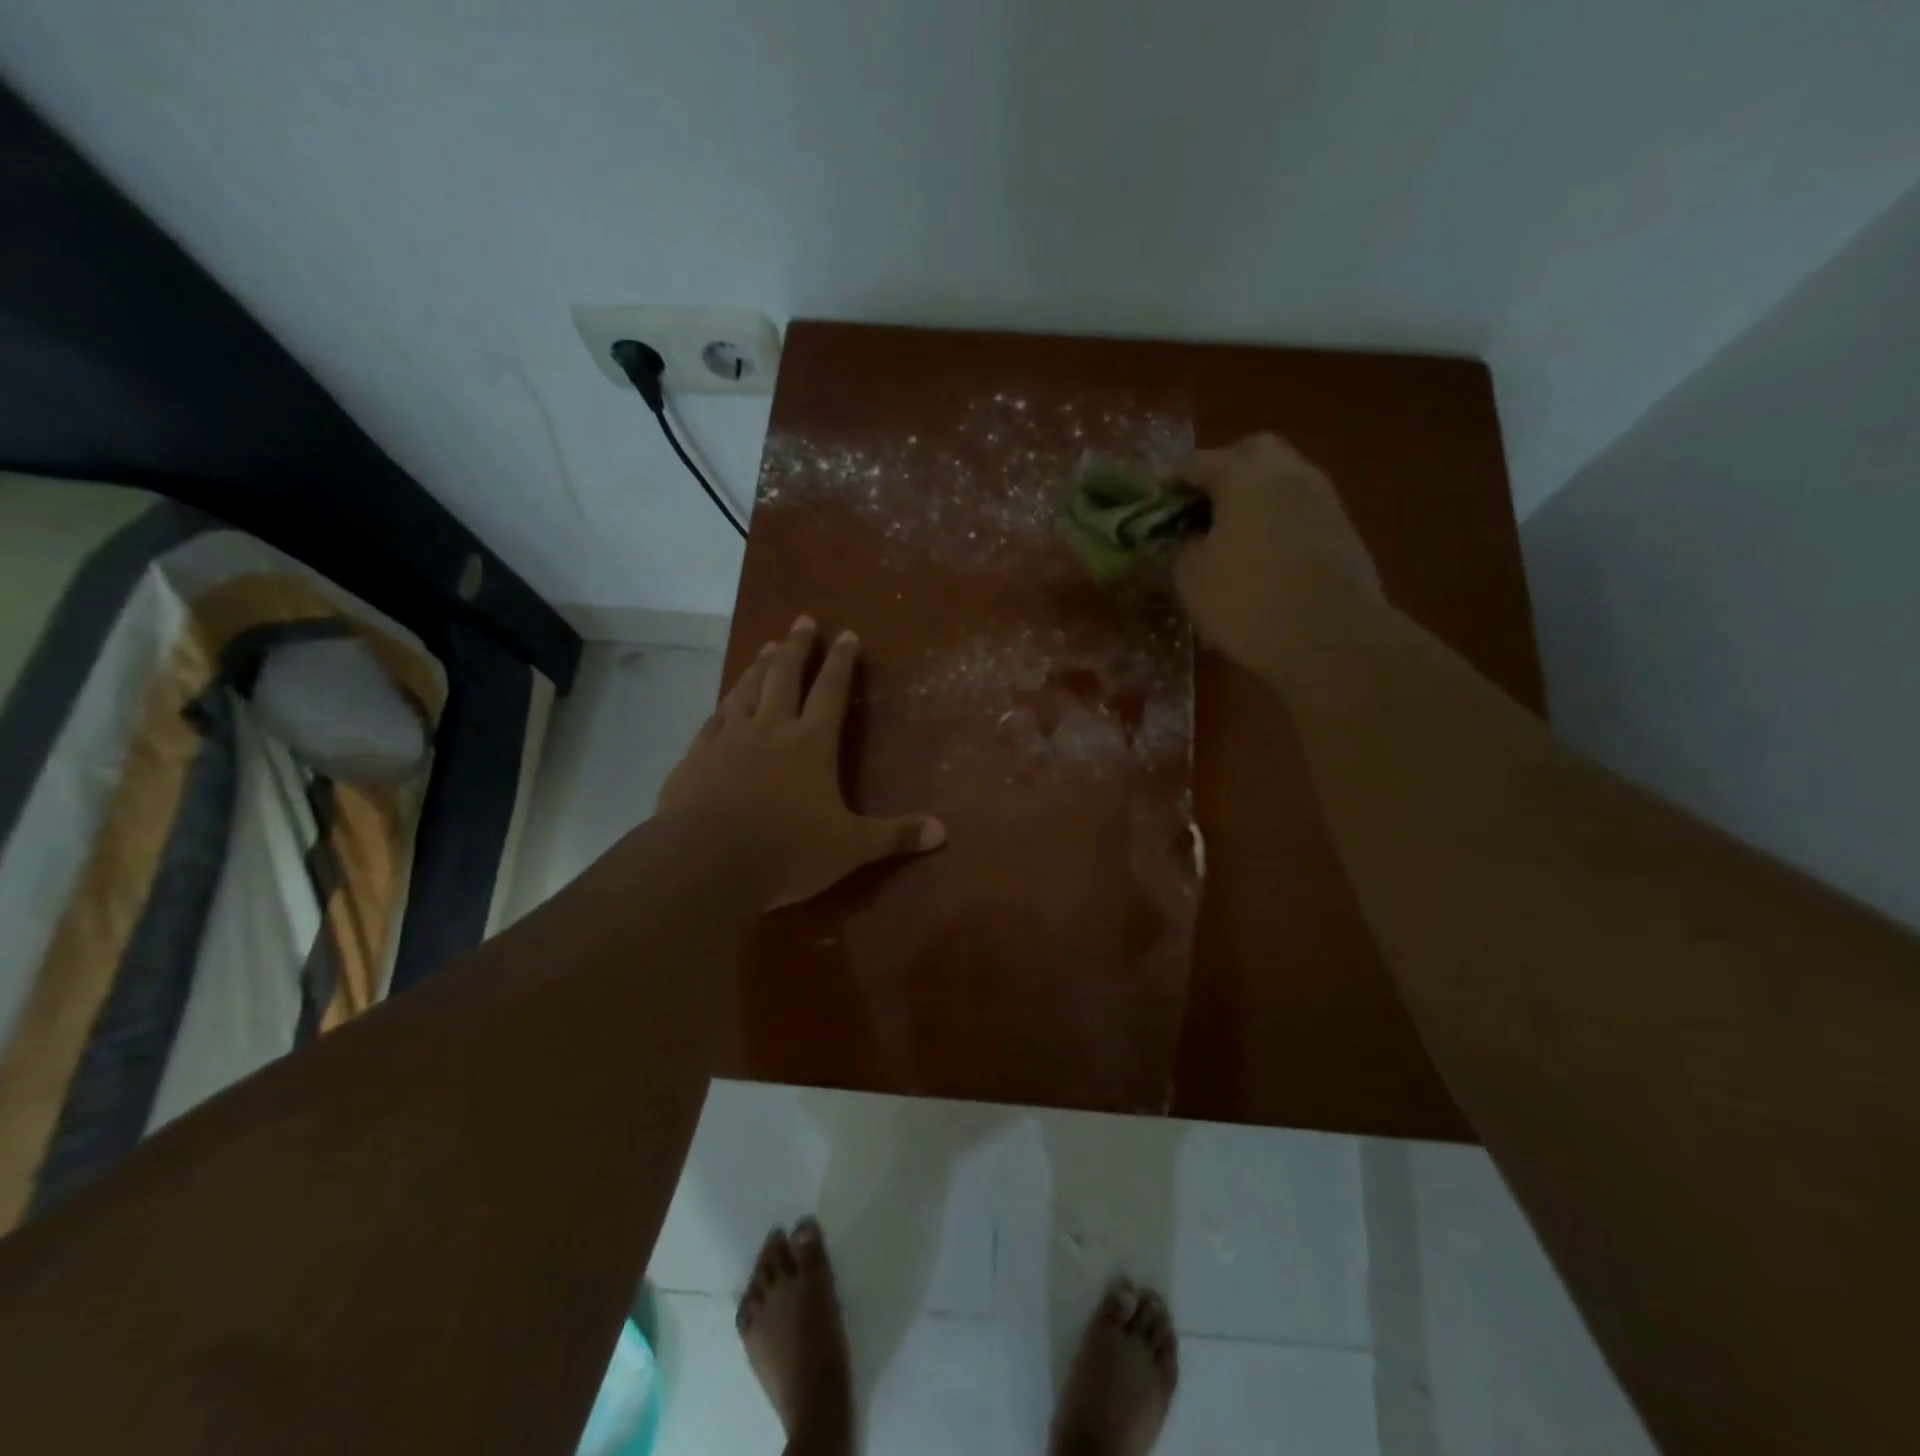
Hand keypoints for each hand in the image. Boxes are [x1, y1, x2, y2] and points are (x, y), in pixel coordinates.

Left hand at [656, 616, 945, 909]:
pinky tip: (725, 700)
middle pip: (785, 676)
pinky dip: (724, 703)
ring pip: (747, 690)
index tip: (846, 634)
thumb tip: (943, 832)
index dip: (841, 661)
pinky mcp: (697, 756)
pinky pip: (713, 718)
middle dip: (797, 647)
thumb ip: (895, 835)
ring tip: (767, 647)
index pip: (831, 691)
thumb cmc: (786, 851)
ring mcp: (729, 739)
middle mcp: (770, 729)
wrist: (706, 862)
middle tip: (802, 620)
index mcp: (811, 744)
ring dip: (760, 666)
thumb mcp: (850, 848)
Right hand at [1170, 433, 1383, 676]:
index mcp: (1244, 476)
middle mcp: (1287, 474)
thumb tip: (1188, 536)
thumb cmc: (1247, 599)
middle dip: (1223, 470)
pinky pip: (1299, 509)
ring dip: (1253, 496)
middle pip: (1252, 452)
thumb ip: (1181, 546)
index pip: (1198, 462)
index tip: (1155, 496)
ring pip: (1281, 478)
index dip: (1172, 478)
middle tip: (1199, 504)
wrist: (1331, 636)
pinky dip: (1276, 519)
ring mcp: (1321, 499)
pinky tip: (1261, 553)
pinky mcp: (1341, 529)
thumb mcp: (1191, 577)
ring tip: (1229, 533)